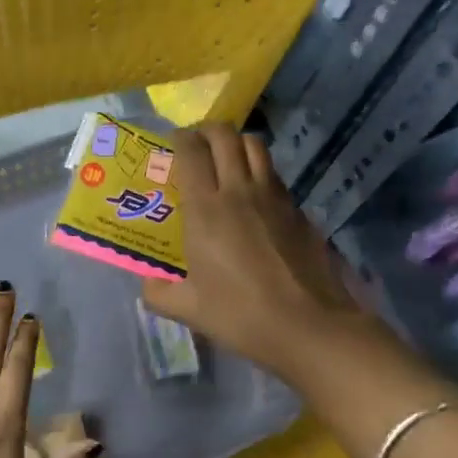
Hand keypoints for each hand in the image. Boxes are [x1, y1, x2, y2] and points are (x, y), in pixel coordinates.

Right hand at [140, 124, 369, 378]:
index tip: (172, 145)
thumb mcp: (190, 309)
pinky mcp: (299, 210)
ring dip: (237, 145)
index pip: (191, 152)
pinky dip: (261, 172)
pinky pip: (275, 176)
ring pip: (256, 146)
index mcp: (206, 209)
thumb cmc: (241, 315)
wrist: (308, 326)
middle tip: (197, 145)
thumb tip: (149, 285)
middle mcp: (240, 191)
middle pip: (225, 136)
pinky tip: (256, 199)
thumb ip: (160, 293)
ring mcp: (274, 197)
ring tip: (227, 162)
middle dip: (207, 131)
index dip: (180, 139)